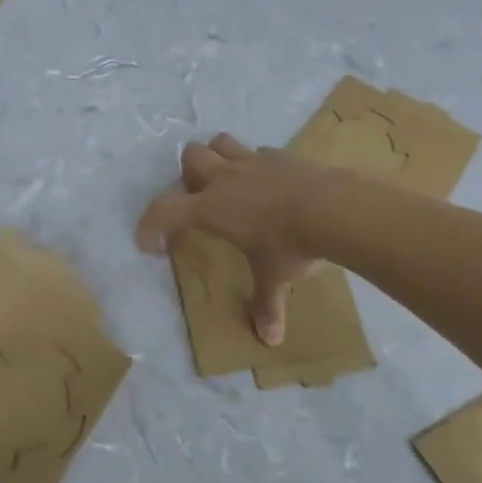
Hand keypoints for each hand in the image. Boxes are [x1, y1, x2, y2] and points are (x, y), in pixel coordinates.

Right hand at [135, 134, 343, 346]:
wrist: (332, 208)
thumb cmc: (290, 245)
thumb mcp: (275, 278)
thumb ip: (268, 305)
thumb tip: (270, 341)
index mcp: (211, 208)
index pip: (163, 210)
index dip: (149, 224)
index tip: (150, 244)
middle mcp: (226, 178)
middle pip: (191, 156)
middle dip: (189, 174)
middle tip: (202, 200)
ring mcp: (254, 161)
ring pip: (221, 142)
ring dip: (218, 156)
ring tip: (230, 181)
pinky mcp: (282, 155)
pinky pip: (260, 151)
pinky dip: (257, 164)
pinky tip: (270, 183)